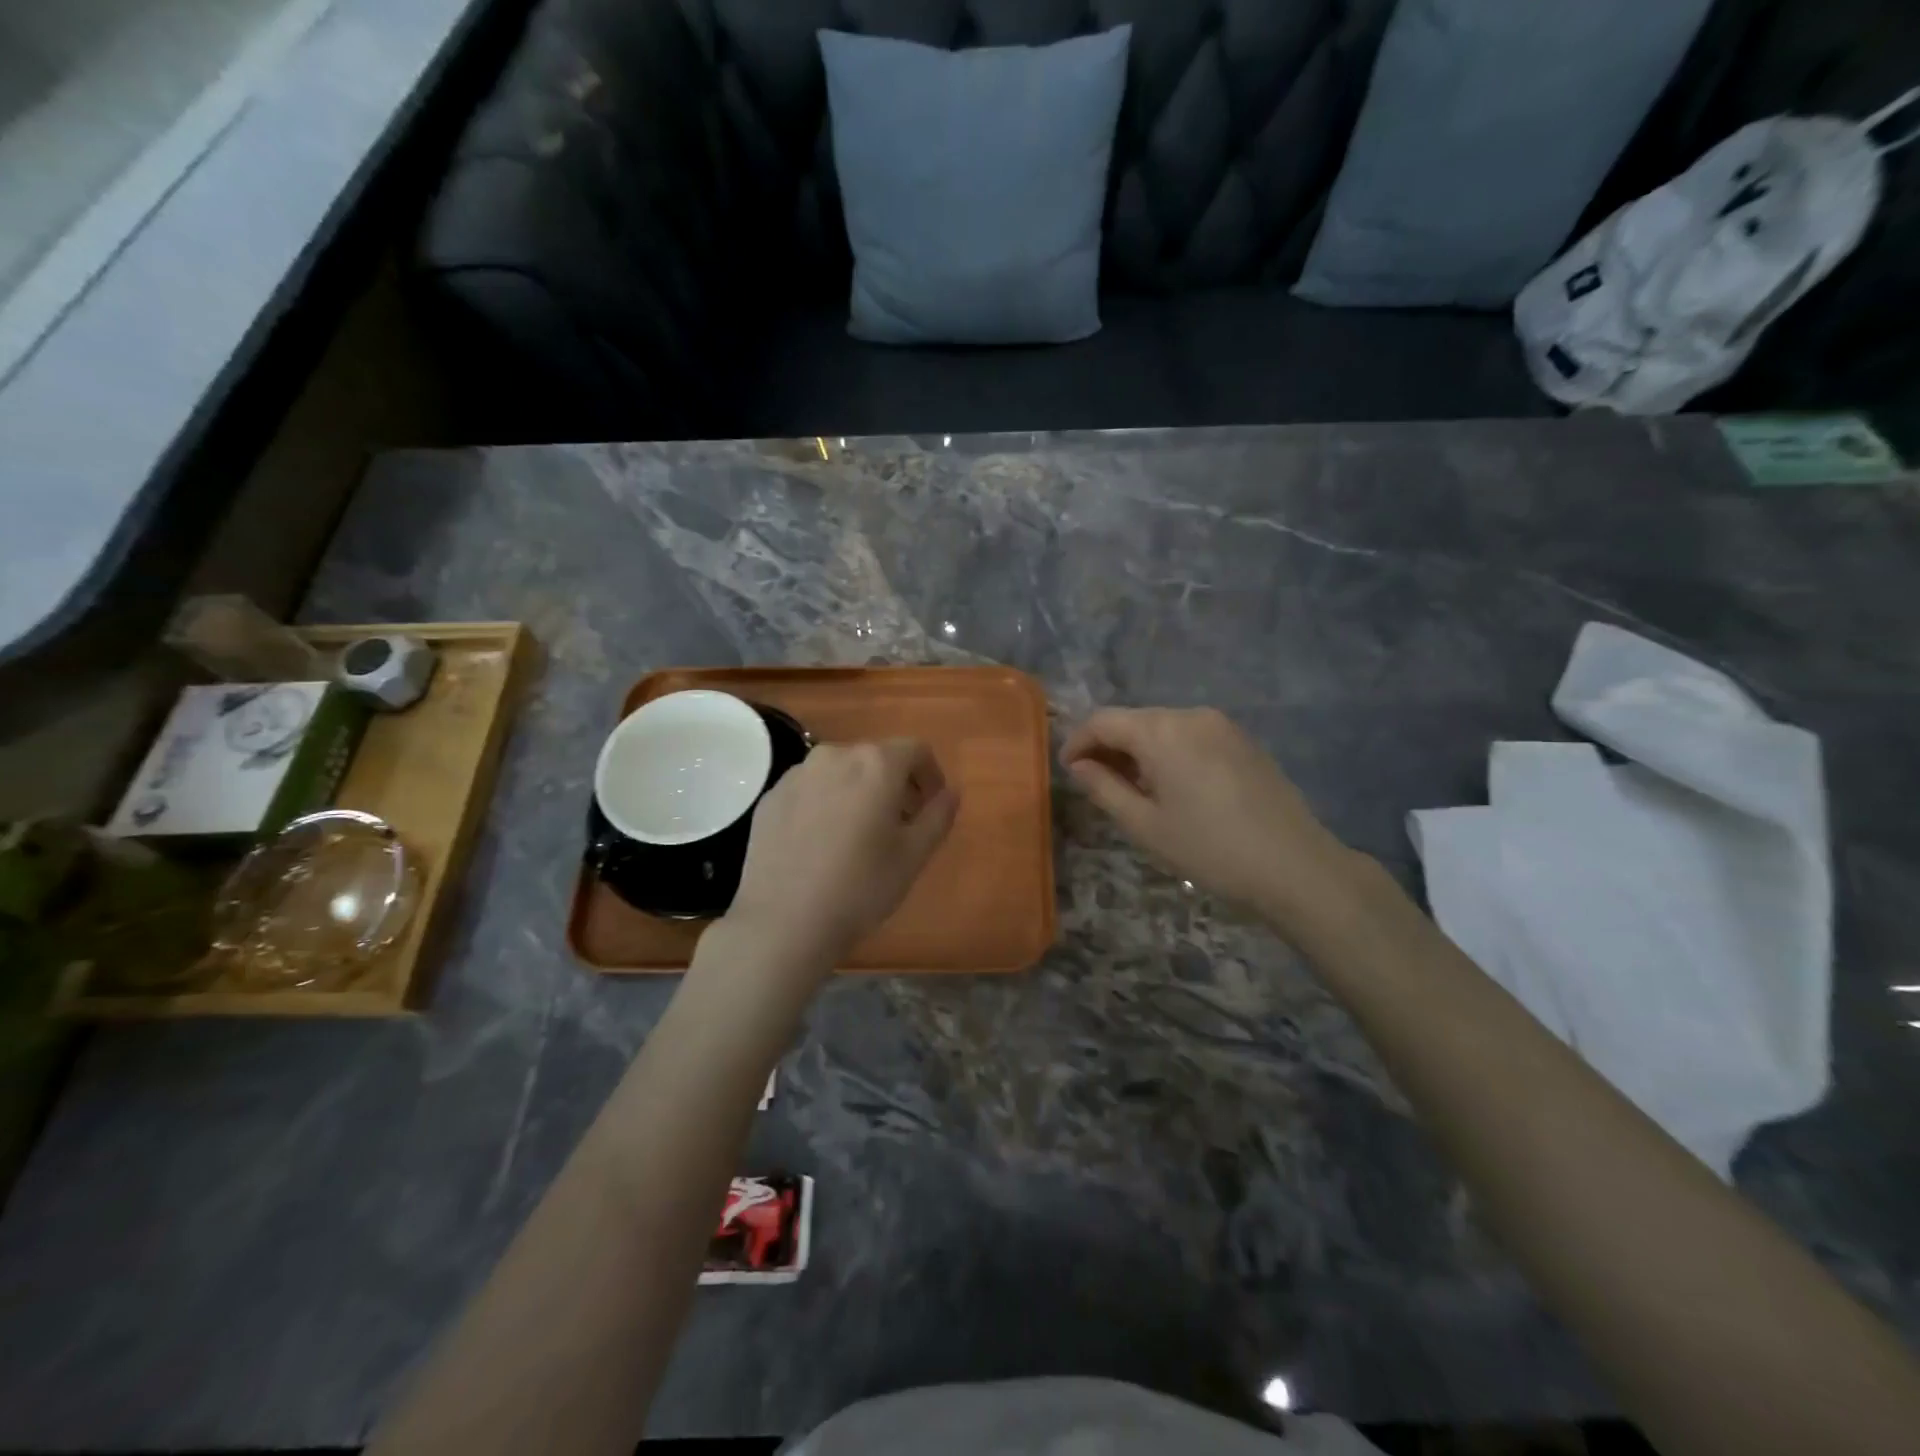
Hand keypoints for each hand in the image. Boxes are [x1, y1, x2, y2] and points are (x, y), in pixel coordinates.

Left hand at [723, 739, 958, 973]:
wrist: (784, 922)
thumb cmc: (861, 887)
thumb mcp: (914, 855)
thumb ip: (938, 815)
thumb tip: (951, 792)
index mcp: (876, 764)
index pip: (915, 750)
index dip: (930, 774)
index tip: (931, 805)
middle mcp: (834, 756)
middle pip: (875, 758)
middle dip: (894, 784)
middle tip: (900, 824)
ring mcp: (797, 775)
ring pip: (840, 772)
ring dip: (858, 792)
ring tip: (859, 834)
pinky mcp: (770, 798)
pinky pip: (809, 790)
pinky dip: (824, 804)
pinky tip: (822, 844)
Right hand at [1061, 707, 1361, 930]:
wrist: (1295, 866)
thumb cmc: (1209, 849)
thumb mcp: (1145, 825)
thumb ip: (1104, 789)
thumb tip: (1079, 766)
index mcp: (1161, 731)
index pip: (1103, 721)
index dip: (1078, 742)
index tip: (1068, 771)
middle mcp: (1190, 715)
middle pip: (1134, 720)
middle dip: (1108, 746)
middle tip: (1096, 783)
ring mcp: (1222, 725)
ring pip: (1163, 727)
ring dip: (1139, 750)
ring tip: (1133, 789)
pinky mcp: (1243, 740)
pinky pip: (1191, 735)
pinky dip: (1169, 752)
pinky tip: (1172, 786)